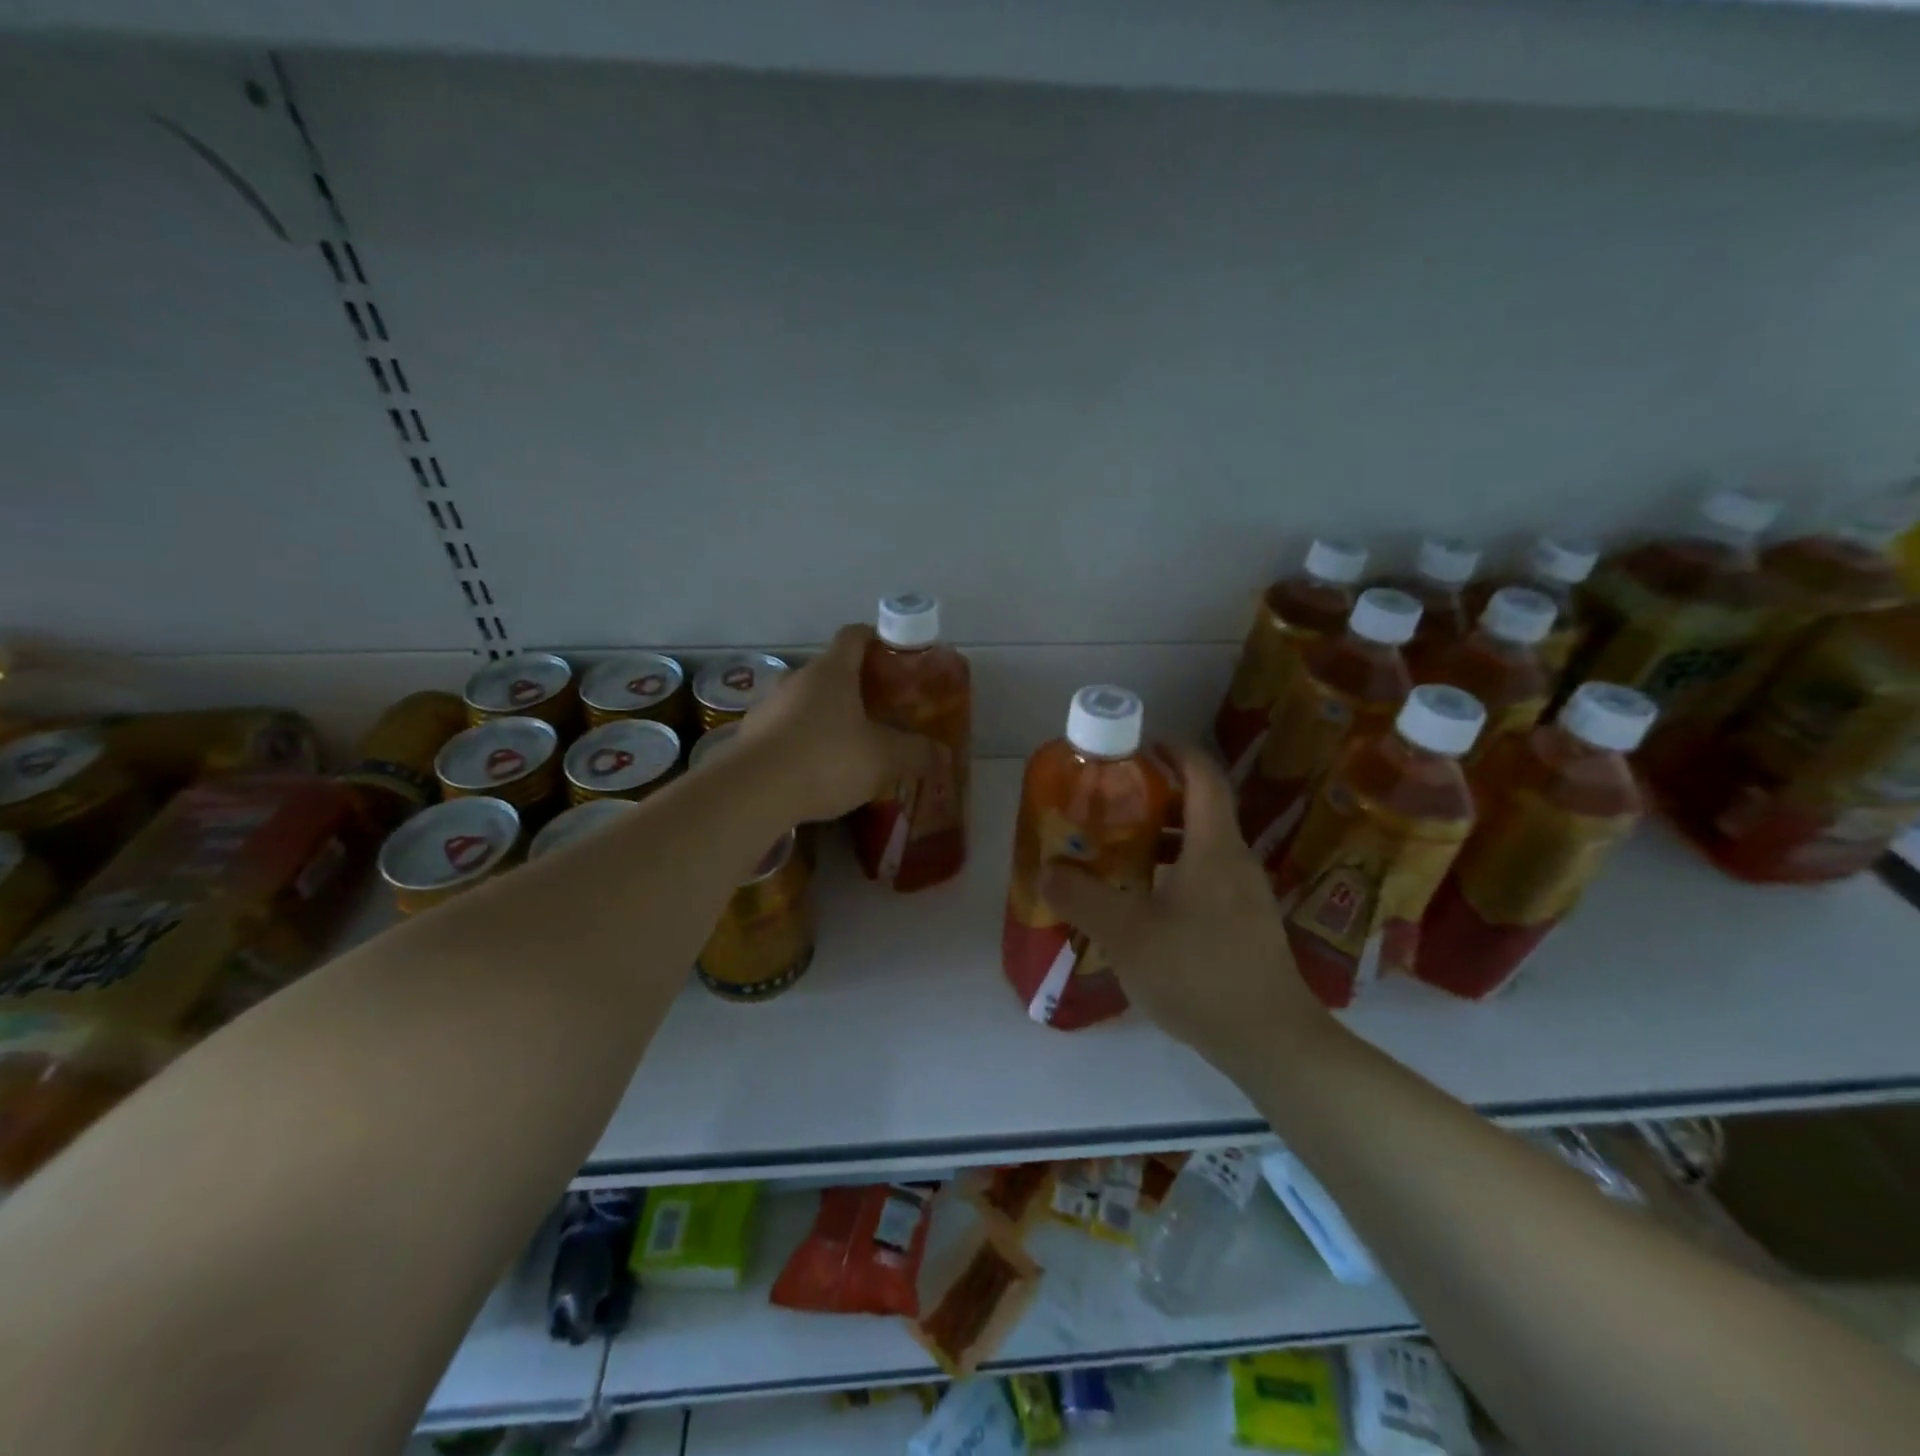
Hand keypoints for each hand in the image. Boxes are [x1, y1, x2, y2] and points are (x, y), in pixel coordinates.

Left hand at [734, 624, 938, 824]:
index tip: (894, 655)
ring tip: (849, 745)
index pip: (854, 636)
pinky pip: (785, 731)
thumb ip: (916, 753)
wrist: (753, 792)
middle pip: (830, 671)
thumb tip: (940, 754)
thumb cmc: (827, 760)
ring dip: (826, 716)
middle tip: (879, 710)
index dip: (876, 639)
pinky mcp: (750, 738)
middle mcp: (797, 679)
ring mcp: (768, 707)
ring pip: (805, 702)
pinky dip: (802, 742)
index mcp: (832, 671)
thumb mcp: (885, 759)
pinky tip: (815, 771)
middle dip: (855, 687)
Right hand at [1041, 746, 1334, 1075]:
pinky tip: (1144, 905)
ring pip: (1202, 849)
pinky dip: (1174, 874)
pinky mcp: (1245, 925)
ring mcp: (1245, 896)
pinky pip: (1207, 880)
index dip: (1175, 752)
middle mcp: (1235, 862)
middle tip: (1111, 804)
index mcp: (1214, 848)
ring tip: (1119, 851)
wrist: (1270, 1040)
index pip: (1203, 777)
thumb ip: (1082, 898)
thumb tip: (1046, 870)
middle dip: (1157, 799)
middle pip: (1200, 810)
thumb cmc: (1198, 972)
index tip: (1140, 748)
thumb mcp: (1127, 933)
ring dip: (1163, 840)